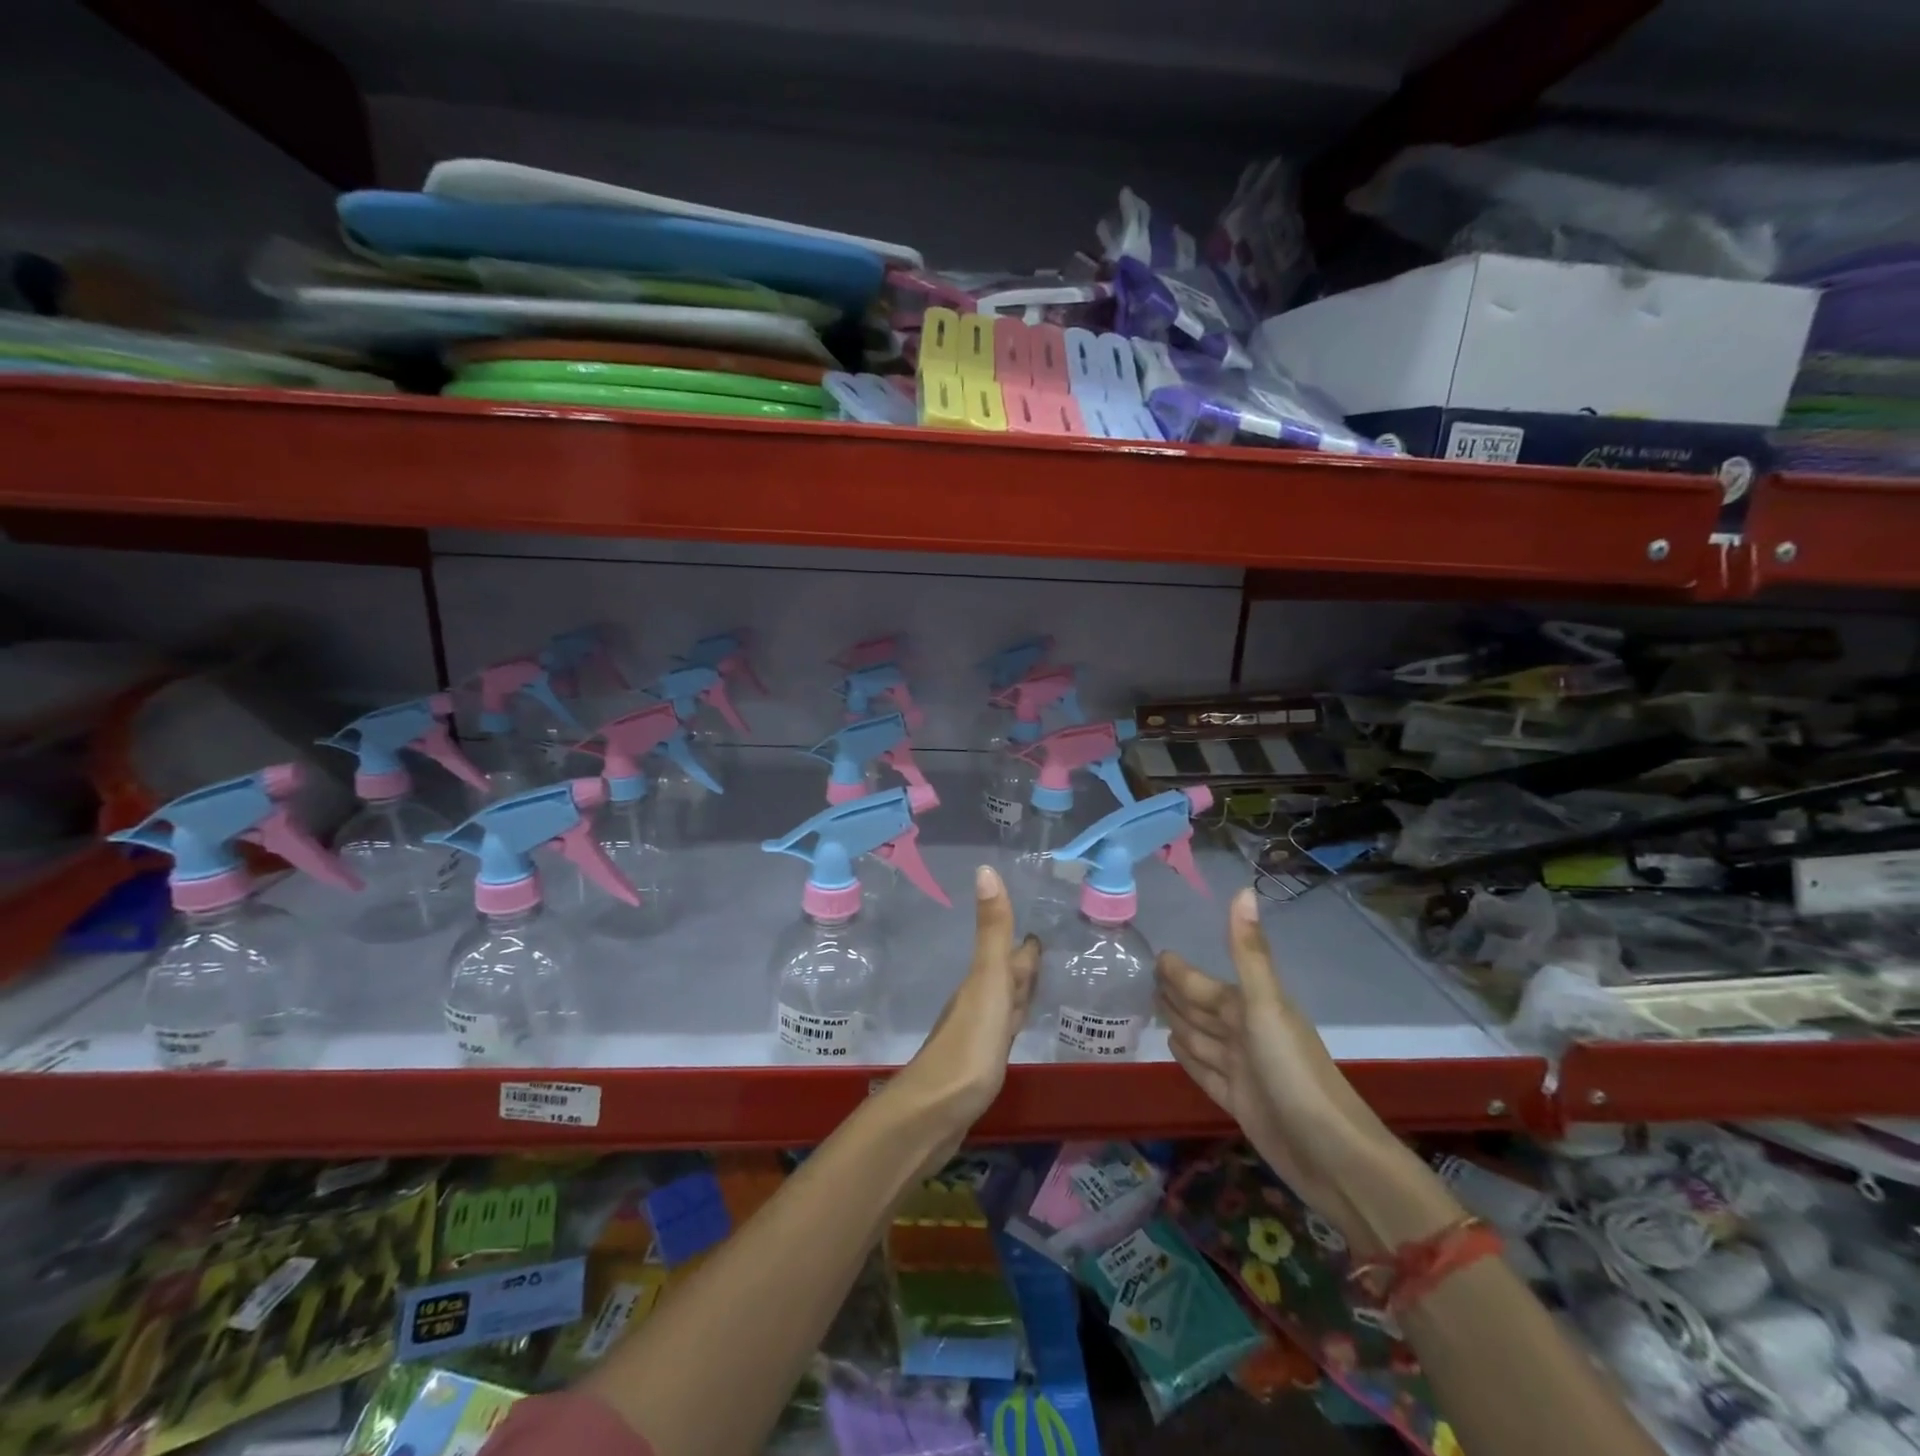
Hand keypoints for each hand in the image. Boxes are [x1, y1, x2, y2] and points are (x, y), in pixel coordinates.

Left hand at [884, 865, 1038, 1161]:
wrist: (934, 1113)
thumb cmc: (968, 1046)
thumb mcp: (987, 984)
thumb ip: (992, 932)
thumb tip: (985, 869)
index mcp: (983, 983)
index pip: (1009, 954)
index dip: (1023, 942)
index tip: (1038, 925)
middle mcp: (978, 1003)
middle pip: (1005, 977)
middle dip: (1021, 962)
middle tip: (1040, 947)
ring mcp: (977, 1035)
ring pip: (1003, 1004)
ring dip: (1018, 991)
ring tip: (1033, 981)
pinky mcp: (979, 1065)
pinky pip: (1002, 1032)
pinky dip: (1012, 1023)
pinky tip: (1013, 1028)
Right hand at [1156, 887, 1447, 1253]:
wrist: (1332, 1155)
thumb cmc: (1294, 1073)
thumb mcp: (1266, 1006)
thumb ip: (1249, 952)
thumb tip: (1244, 889)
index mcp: (1250, 1008)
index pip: (1204, 984)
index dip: (1181, 971)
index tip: (1156, 955)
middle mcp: (1245, 1034)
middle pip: (1202, 1008)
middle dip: (1177, 992)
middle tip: (1146, 977)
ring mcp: (1242, 1070)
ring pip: (1200, 1037)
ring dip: (1179, 1021)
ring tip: (1153, 1006)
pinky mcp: (1237, 1102)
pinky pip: (1203, 1071)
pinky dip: (1187, 1057)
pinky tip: (1172, 1047)